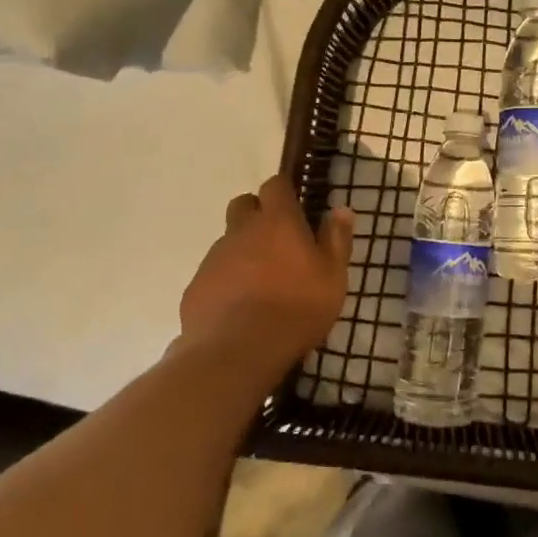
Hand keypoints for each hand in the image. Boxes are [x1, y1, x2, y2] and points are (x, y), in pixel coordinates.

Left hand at [177, 175, 353, 391]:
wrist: (237, 352)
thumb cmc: (296, 308)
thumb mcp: (333, 276)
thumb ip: (336, 239)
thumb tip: (341, 209)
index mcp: (277, 221)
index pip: (275, 185)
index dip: (284, 191)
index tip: (295, 206)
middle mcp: (241, 231)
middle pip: (243, 205)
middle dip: (257, 214)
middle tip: (276, 241)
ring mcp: (214, 258)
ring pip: (228, 241)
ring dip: (243, 251)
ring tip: (261, 283)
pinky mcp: (196, 287)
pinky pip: (214, 274)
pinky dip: (226, 282)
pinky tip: (239, 309)